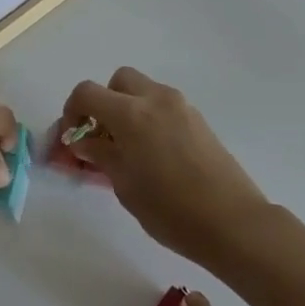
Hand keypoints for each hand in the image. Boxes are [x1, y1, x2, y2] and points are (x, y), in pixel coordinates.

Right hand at [60, 67, 268, 265]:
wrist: (234, 223)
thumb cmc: (171, 210)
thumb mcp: (124, 186)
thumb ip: (100, 155)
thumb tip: (83, 141)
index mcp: (130, 113)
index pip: (87, 93)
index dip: (71, 111)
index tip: (71, 138)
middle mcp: (155, 99)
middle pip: (118, 82)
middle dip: (104, 103)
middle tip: (101, 137)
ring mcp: (180, 107)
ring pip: (143, 91)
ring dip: (128, 110)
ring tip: (127, 150)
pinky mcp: (198, 120)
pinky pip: (163, 106)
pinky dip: (149, 119)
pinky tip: (153, 155)